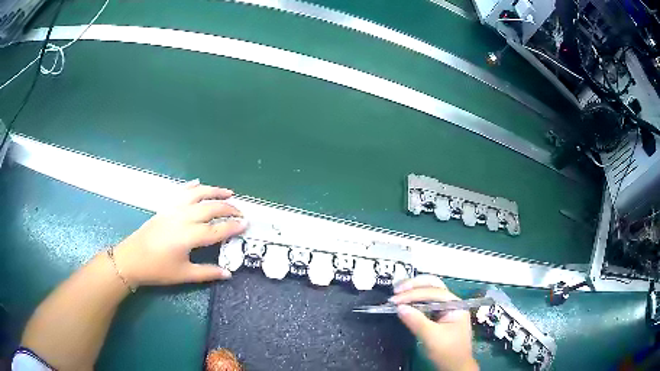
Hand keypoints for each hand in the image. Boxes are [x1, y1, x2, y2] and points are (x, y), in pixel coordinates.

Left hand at [113, 181, 247, 286]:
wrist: (131, 259)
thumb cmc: (158, 269)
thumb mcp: (184, 275)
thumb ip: (207, 273)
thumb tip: (228, 273)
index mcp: (188, 236)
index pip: (216, 230)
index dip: (233, 226)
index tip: (246, 224)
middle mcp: (183, 218)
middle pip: (210, 208)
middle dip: (228, 208)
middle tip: (241, 212)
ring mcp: (173, 210)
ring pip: (197, 194)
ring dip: (214, 191)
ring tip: (228, 192)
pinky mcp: (165, 208)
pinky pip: (181, 192)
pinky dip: (192, 186)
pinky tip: (199, 183)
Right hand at [391, 275, 477, 370]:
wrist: (455, 367)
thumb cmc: (447, 351)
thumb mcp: (431, 337)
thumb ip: (416, 321)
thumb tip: (399, 307)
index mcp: (455, 304)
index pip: (433, 292)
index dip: (413, 294)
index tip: (395, 300)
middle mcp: (451, 302)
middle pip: (433, 285)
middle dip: (414, 285)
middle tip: (396, 291)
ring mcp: (445, 308)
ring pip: (429, 292)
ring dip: (414, 290)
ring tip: (398, 293)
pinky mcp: (438, 316)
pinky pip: (426, 303)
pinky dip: (414, 300)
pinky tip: (405, 302)